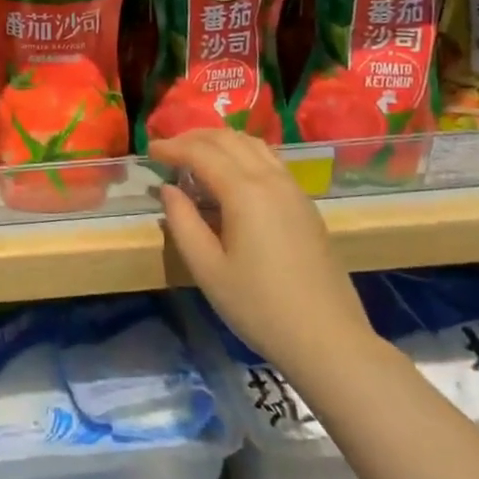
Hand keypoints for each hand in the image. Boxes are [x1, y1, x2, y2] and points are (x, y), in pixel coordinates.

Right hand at [150, 129, 376, 380]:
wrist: (329, 340)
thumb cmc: (259, 307)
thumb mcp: (207, 269)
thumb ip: (182, 223)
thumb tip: (169, 189)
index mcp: (244, 191)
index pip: (201, 152)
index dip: (172, 147)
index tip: (149, 151)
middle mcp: (271, 179)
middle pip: (228, 139)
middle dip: (193, 138)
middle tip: (168, 149)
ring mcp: (293, 189)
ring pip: (252, 144)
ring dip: (220, 141)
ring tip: (196, 155)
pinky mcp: (305, 204)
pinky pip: (269, 160)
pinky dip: (242, 153)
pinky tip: (231, 175)